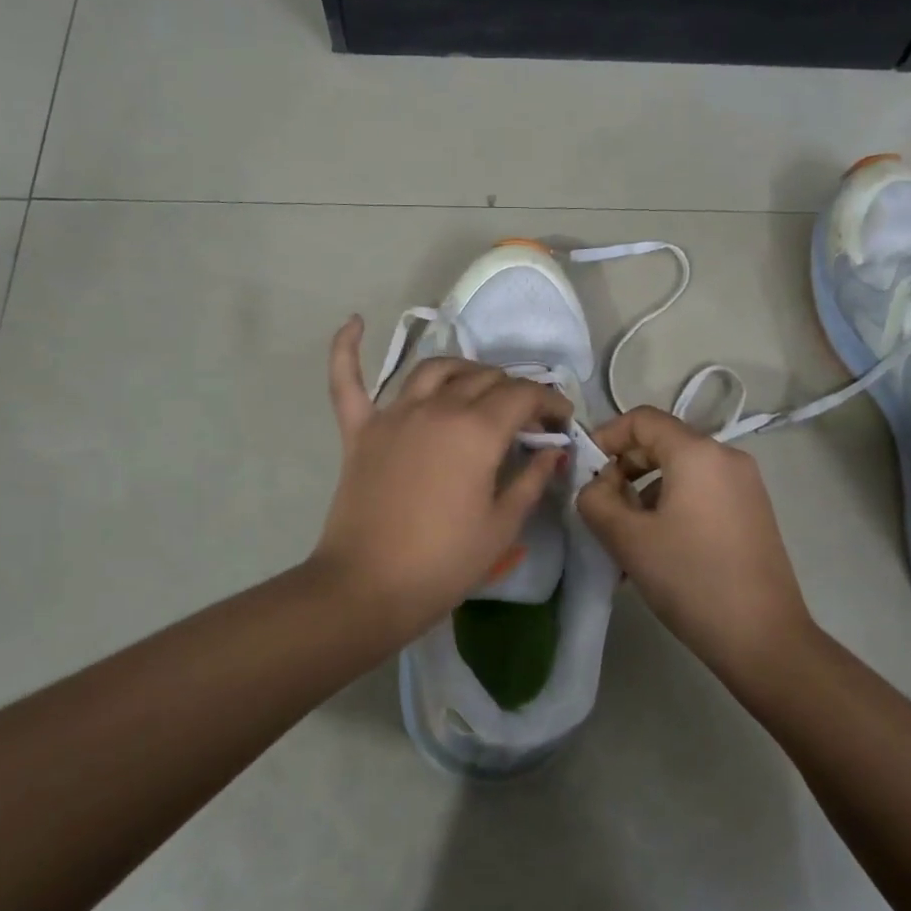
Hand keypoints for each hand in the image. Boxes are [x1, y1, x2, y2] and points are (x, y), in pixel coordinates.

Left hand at [312, 316, 570, 641]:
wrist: (367, 588)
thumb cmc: (444, 562)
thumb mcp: (502, 526)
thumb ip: (532, 479)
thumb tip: (554, 450)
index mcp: (477, 430)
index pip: (523, 396)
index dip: (549, 403)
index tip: (562, 422)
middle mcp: (436, 408)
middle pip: (483, 378)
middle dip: (514, 390)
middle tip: (526, 418)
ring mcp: (393, 415)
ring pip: (433, 370)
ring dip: (463, 370)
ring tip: (478, 386)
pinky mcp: (360, 431)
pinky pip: (348, 382)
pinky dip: (348, 349)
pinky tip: (355, 322)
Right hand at [577, 407, 811, 667]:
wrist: (763, 639)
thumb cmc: (691, 579)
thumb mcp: (628, 539)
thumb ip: (596, 500)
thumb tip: (595, 486)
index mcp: (698, 453)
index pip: (642, 419)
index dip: (606, 436)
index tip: (584, 468)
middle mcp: (727, 457)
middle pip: (662, 443)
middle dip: (623, 468)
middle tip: (600, 506)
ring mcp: (745, 485)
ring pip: (680, 472)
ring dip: (644, 493)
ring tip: (624, 537)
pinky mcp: (752, 512)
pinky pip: (701, 493)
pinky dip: (671, 507)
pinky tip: (656, 548)